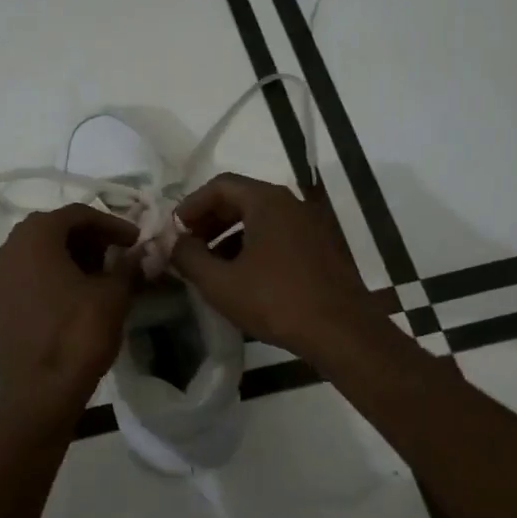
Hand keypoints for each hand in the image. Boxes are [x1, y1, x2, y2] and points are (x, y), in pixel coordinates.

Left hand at [0, 204, 143, 420]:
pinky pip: (32, 271)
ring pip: (43, 250)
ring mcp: (1, 274)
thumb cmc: (76, 335)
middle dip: (92, 238)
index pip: (78, 214)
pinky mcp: (1, 299)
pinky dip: (58, 272)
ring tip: (107, 274)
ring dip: (75, 255)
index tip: (137, 240)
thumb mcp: (113, 296)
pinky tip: (83, 292)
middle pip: (57, 228)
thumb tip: (145, 252)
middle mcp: (10, 246)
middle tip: (122, 254)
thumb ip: (129, 266)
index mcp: (35, 235)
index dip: (112, 224)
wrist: (38, 391)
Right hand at [169, 173, 376, 364]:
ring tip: (209, 265)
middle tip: (188, 246)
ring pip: (259, 219)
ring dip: (228, 236)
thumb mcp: (220, 283)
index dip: (191, 205)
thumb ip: (188, 257)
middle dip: (208, 221)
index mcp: (266, 201)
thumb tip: (174, 243)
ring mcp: (309, 225)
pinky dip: (252, 246)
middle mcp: (291, 203)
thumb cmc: (276, 301)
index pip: (220, 185)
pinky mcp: (320, 248)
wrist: (342, 332)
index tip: (174, 230)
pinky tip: (241, 277)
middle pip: (240, 199)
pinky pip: (277, 235)